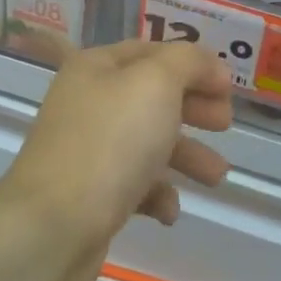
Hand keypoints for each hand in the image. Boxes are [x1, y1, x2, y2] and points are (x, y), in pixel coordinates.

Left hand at [6, 41, 232, 247]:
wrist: (53, 228)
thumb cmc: (110, 143)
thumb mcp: (156, 84)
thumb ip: (188, 62)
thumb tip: (210, 65)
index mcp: (96, 67)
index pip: (152, 52)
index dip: (193, 64)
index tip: (228, 88)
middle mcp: (87, 102)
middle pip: (151, 97)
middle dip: (193, 108)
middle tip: (225, 124)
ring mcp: (86, 150)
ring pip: (146, 143)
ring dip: (186, 155)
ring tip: (217, 177)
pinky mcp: (88, 196)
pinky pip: (132, 185)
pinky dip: (157, 194)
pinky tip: (169, 211)